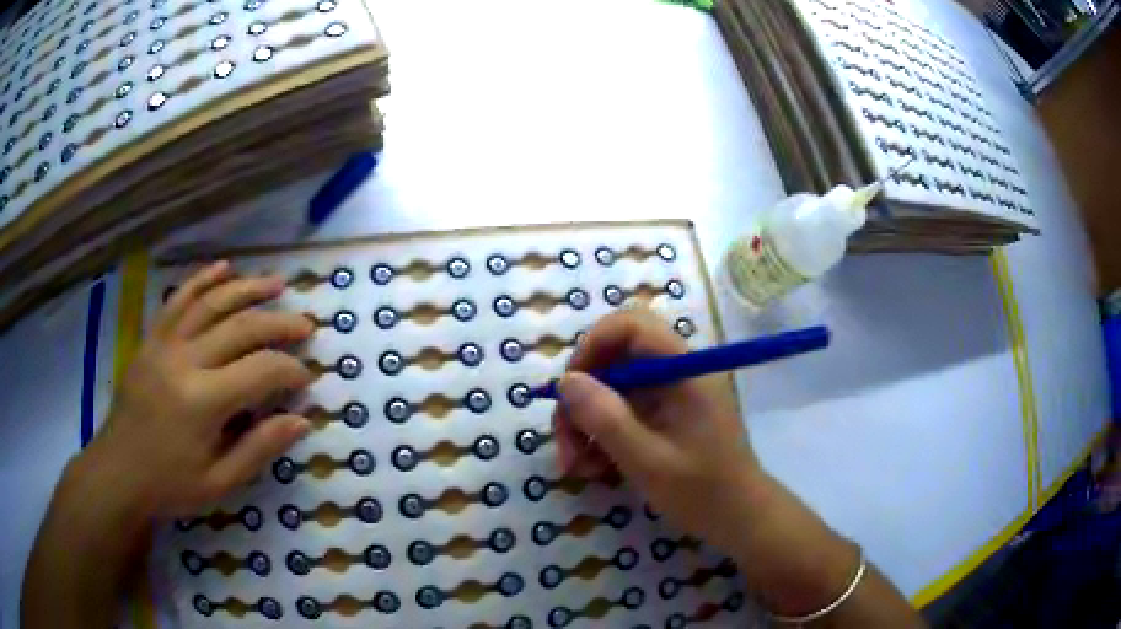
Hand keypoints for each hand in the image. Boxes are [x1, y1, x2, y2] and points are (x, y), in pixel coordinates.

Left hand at [86, 260, 315, 519]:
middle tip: (306, 326)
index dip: (290, 370)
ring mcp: (165, 343)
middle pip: (240, 327)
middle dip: (279, 323)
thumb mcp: (220, 483)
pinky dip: (202, 280)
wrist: (119, 471)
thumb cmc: (170, 484)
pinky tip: (224, 267)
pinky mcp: (152, 339)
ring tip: (276, 284)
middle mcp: (185, 360)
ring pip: (211, 303)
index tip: (307, 378)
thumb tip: (301, 421)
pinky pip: (179, 300)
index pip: (260, 371)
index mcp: (203, 401)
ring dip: (247, 289)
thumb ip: (259, 449)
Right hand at [553, 309, 924, 626]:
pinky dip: (607, 435)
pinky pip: (629, 411)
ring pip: (621, 386)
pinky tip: (599, 468)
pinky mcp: (675, 420)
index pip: (635, 321)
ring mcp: (680, 396)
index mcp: (688, 370)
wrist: (754, 523)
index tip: (573, 383)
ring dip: (591, 421)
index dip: (597, 341)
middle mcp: (685, 373)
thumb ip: (608, 420)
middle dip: (585, 393)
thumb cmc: (714, 495)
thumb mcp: (651, 464)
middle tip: (567, 441)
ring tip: (577, 466)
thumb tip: (567, 383)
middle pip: (620, 355)